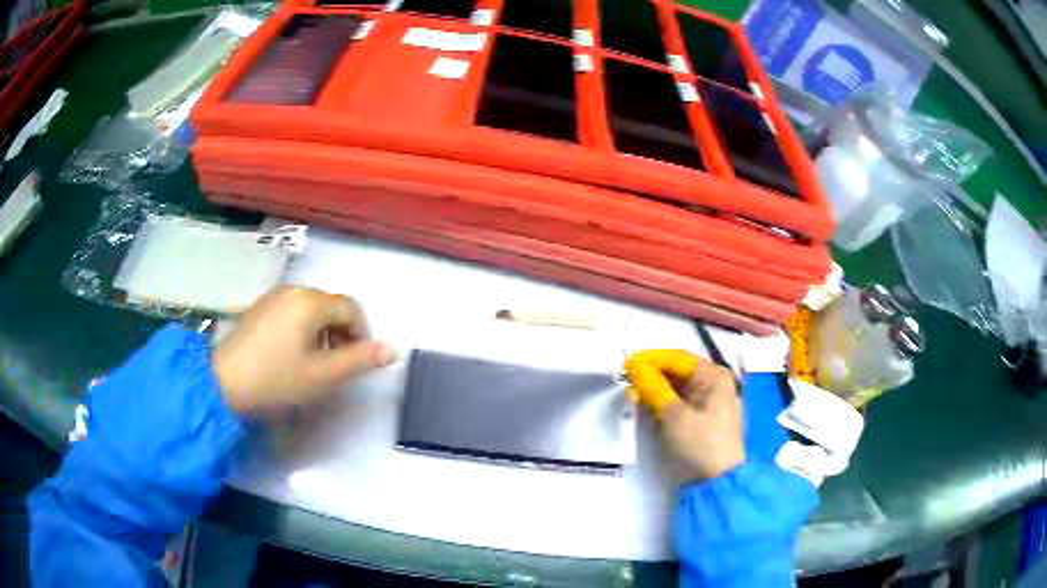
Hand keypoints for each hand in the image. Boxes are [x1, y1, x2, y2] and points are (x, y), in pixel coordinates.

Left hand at [214, 286, 394, 413]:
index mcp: (311, 301)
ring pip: (312, 308)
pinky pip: (292, 311)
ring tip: (312, 363)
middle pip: (331, 306)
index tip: (355, 362)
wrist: (223, 383)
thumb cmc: (276, 379)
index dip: (362, 334)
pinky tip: (290, 354)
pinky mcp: (259, 307)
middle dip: (341, 333)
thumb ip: (360, 360)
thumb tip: (392, 349)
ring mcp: (273, 296)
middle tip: (335, 366)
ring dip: (322, 332)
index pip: (352, 308)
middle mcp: (293, 290)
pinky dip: (302, 329)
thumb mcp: (323, 375)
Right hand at [625, 350, 744, 482]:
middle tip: (626, 382)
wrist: (715, 484)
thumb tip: (635, 367)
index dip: (651, 360)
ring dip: (653, 390)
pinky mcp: (698, 421)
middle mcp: (713, 385)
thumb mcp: (674, 415)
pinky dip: (660, 404)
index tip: (627, 365)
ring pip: (675, 389)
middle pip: (677, 373)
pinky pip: (676, 404)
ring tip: (632, 395)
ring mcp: (706, 404)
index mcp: (714, 377)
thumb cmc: (699, 444)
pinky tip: (644, 408)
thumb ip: (653, 388)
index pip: (678, 359)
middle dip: (651, 376)